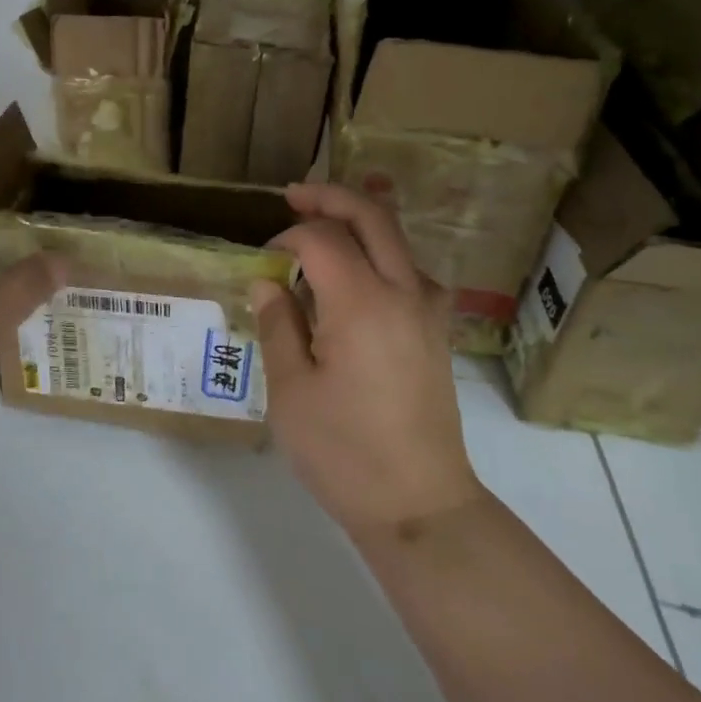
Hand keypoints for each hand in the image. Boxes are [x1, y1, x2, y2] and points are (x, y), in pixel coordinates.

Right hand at [252, 183, 482, 539]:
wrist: (420, 506)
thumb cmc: (345, 453)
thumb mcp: (292, 392)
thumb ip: (278, 325)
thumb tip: (268, 281)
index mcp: (362, 303)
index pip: (322, 239)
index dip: (287, 238)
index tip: (263, 261)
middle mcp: (403, 292)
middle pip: (372, 217)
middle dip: (331, 198)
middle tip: (294, 195)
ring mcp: (428, 311)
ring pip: (397, 239)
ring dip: (360, 221)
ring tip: (323, 225)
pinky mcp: (437, 332)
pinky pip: (411, 270)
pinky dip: (381, 254)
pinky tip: (359, 276)